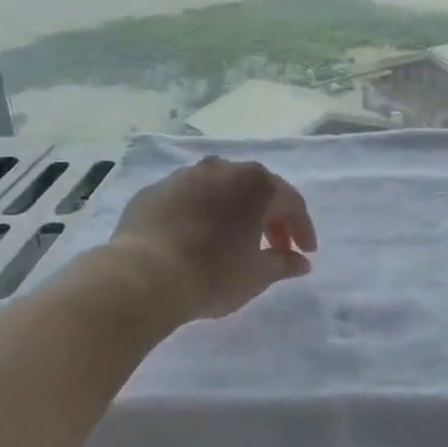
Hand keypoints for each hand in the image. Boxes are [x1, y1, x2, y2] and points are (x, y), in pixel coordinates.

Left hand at [108, 157, 317, 322]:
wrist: (142, 278)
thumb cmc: (211, 274)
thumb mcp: (256, 275)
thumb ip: (283, 263)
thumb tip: (301, 261)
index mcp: (255, 183)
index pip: (291, 202)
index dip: (302, 228)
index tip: (305, 253)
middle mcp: (222, 168)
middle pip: (257, 190)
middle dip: (270, 219)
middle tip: (275, 249)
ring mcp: (185, 176)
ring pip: (221, 190)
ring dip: (234, 211)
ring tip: (235, 241)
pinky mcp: (154, 191)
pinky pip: (189, 199)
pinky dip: (201, 214)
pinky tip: (197, 238)